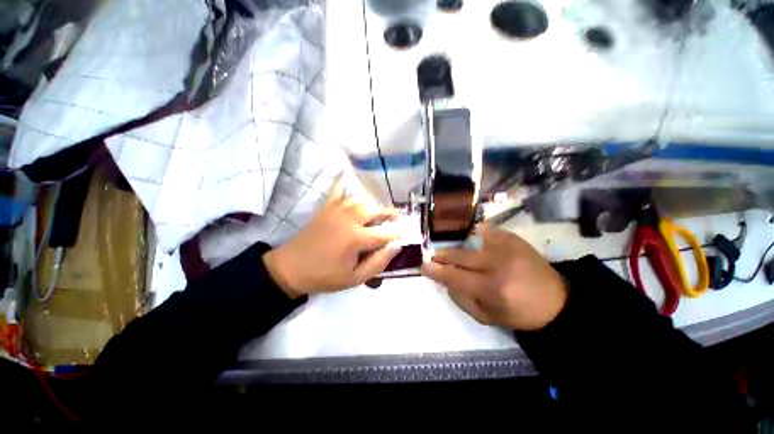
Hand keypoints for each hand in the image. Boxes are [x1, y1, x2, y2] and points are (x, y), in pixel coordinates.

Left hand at [264, 174, 401, 297]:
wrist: (291, 269)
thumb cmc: (325, 276)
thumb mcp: (354, 278)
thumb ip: (378, 263)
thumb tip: (396, 247)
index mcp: (356, 239)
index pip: (385, 233)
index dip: (397, 233)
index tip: (405, 234)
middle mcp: (349, 219)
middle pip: (375, 209)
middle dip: (389, 213)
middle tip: (397, 217)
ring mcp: (336, 210)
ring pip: (361, 198)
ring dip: (373, 202)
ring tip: (379, 209)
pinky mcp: (325, 208)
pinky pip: (337, 190)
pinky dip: (343, 181)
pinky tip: (348, 173)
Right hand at [421, 226, 566, 330]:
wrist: (556, 300)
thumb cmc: (519, 313)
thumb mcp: (488, 317)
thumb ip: (462, 299)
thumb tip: (446, 281)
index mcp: (494, 288)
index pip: (456, 276)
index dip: (437, 271)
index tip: (424, 266)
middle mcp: (499, 263)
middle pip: (461, 256)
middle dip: (443, 256)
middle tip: (434, 256)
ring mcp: (506, 246)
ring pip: (471, 242)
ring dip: (458, 247)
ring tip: (453, 251)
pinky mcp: (512, 237)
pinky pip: (485, 231)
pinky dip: (475, 235)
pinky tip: (472, 241)